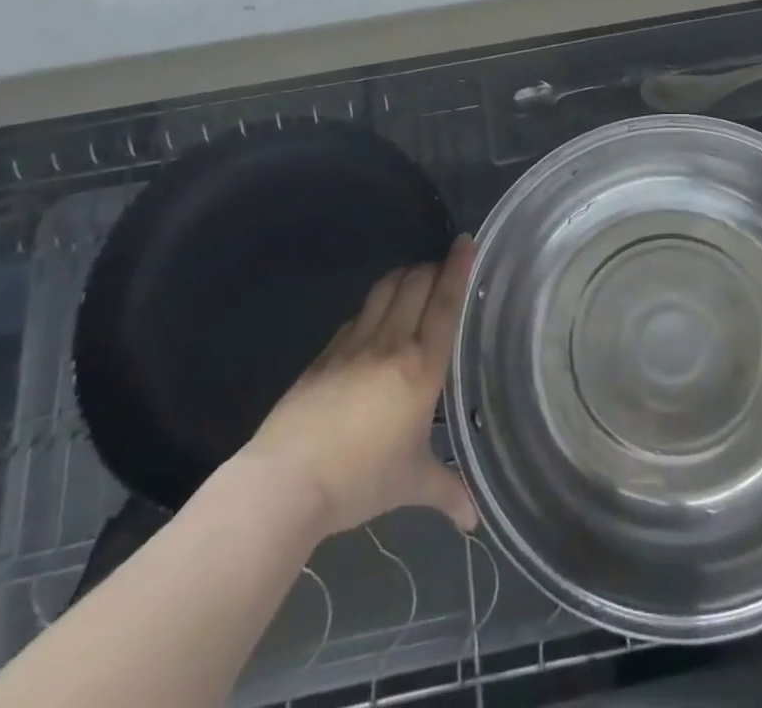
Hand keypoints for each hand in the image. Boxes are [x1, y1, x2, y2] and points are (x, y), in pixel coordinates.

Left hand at [242, 235, 478, 538]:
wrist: (287, 481)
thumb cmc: (361, 479)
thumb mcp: (411, 485)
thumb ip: (447, 492)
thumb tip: (474, 520)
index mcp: (422, 367)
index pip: (445, 303)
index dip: (458, 268)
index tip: (466, 240)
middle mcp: (392, 343)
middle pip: (415, 284)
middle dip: (432, 268)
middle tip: (444, 267)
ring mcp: (354, 345)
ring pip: (384, 291)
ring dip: (403, 277)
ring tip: (414, 279)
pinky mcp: (325, 354)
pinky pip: (357, 316)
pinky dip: (373, 306)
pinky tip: (374, 318)